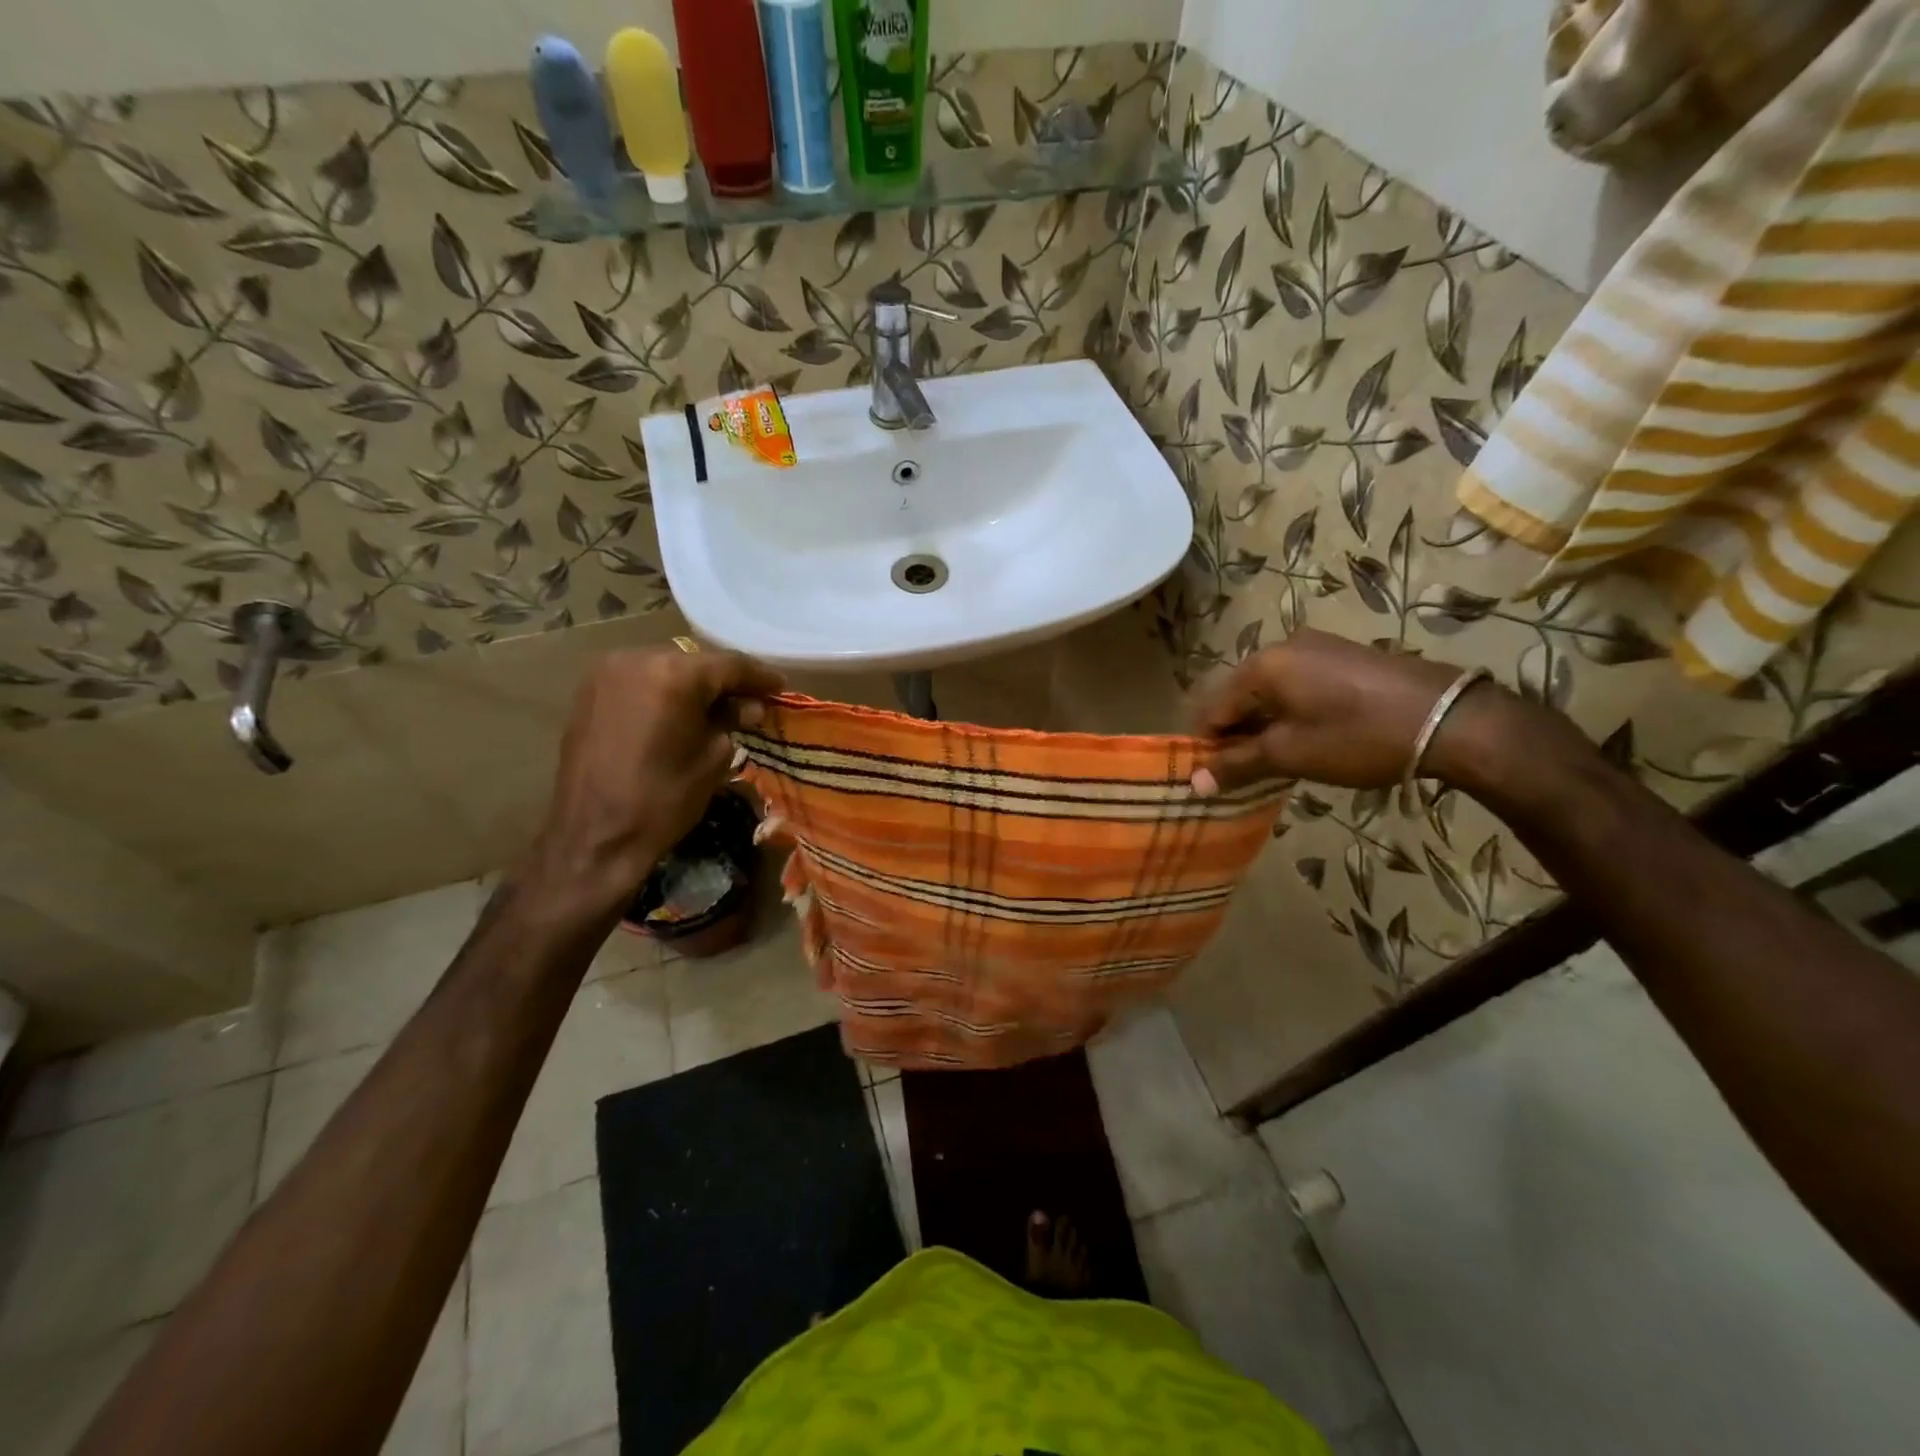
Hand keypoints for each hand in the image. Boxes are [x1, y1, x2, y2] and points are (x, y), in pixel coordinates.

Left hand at [529, 647, 783, 905]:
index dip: (760, 676)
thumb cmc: (663, 800)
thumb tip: (748, 707)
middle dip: (725, 681)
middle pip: (696, 662)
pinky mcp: (590, 692)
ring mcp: (608, 672)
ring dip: (693, 685)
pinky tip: (680, 711)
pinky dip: (664, 691)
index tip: (780, 687)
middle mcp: (638, 659)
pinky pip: (640, 680)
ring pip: (667, 668)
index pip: (730, 665)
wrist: (594, 836)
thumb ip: (732, 721)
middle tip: (751, 701)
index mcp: (674, 675)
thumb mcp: (713, 758)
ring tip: (716, 708)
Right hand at [1189, 629, 1509, 793]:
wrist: (1451, 719)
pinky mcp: (1345, 657)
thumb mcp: (1291, 755)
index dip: (1207, 746)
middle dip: (1236, 735)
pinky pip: (1299, 685)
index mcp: (1262, 665)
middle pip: (1240, 696)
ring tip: (1276, 761)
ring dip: (1264, 725)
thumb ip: (1238, 765)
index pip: (1213, 708)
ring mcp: (1318, 648)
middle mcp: (1283, 647)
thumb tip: (1194, 784)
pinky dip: (1291, 712)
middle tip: (1244, 773)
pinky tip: (1307, 738)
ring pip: (1270, 692)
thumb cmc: (1357, 737)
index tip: (1211, 778)